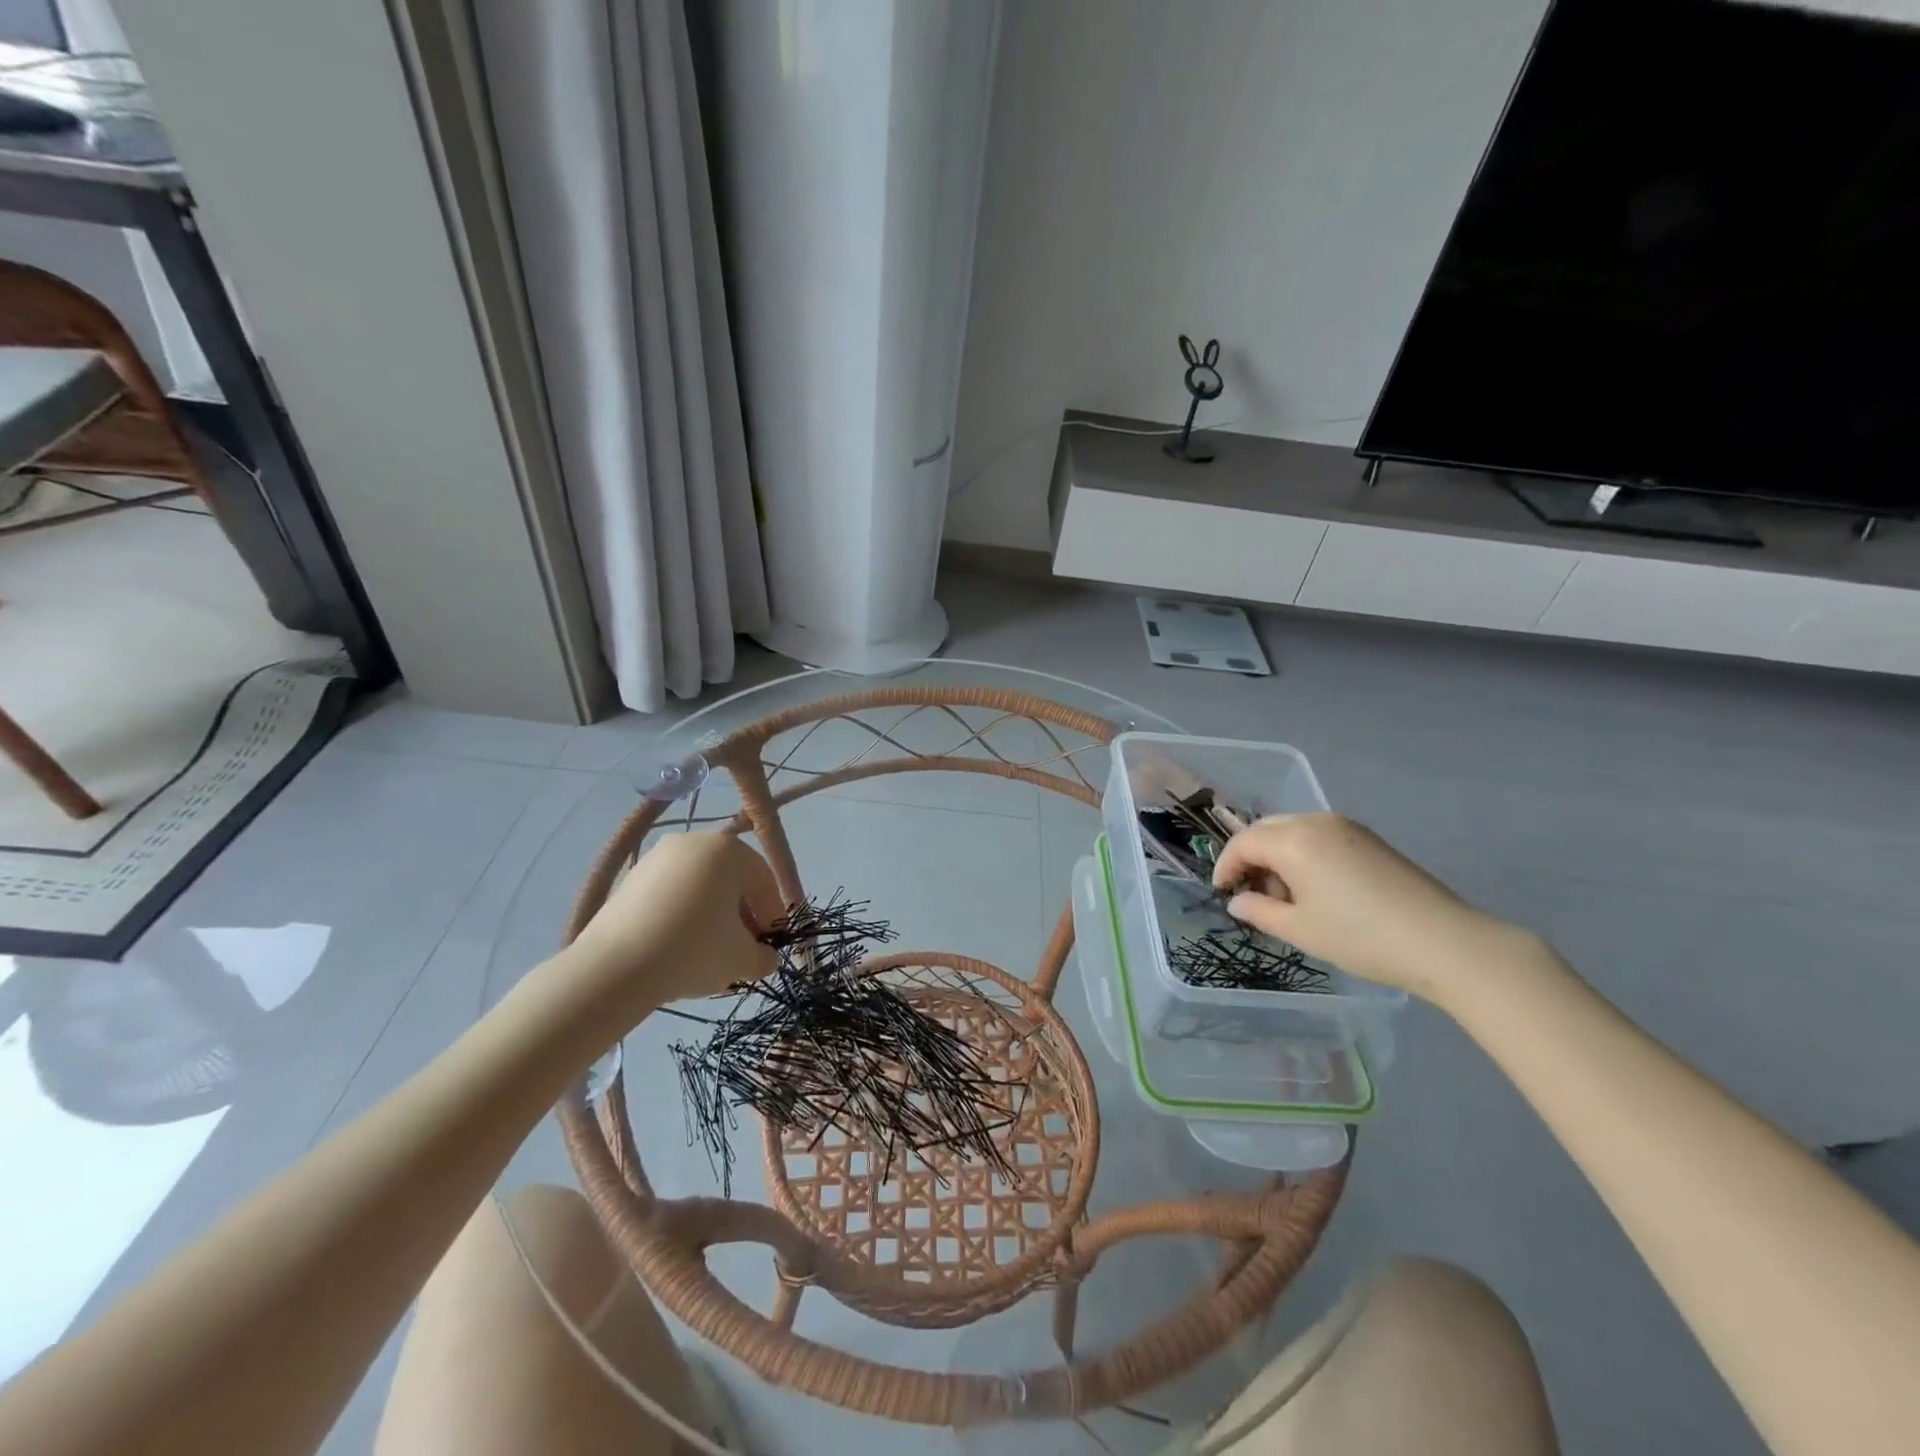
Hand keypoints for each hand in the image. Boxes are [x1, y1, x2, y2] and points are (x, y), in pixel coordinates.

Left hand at [567, 832, 782, 1015]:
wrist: (614, 967)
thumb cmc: (693, 950)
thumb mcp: (741, 959)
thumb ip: (763, 956)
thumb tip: (765, 958)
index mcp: (729, 850)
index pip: (763, 880)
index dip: (773, 914)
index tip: (771, 944)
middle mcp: (694, 842)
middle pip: (731, 879)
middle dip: (742, 914)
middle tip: (743, 948)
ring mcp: (657, 857)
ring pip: (699, 885)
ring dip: (712, 914)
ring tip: (709, 951)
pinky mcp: (630, 878)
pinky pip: (670, 893)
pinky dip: (681, 914)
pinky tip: (678, 946)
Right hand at [1212, 813, 1534, 1008]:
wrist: (1445, 943)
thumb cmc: (1361, 938)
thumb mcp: (1300, 930)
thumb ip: (1259, 911)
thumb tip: (1238, 901)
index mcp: (1294, 841)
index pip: (1244, 843)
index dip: (1226, 866)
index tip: (1222, 893)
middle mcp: (1317, 822)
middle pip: (1267, 830)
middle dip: (1251, 858)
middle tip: (1252, 895)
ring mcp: (1347, 827)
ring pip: (1293, 831)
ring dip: (1278, 857)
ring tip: (1287, 898)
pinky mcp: (1369, 839)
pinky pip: (1319, 836)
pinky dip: (1304, 856)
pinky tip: (1316, 890)